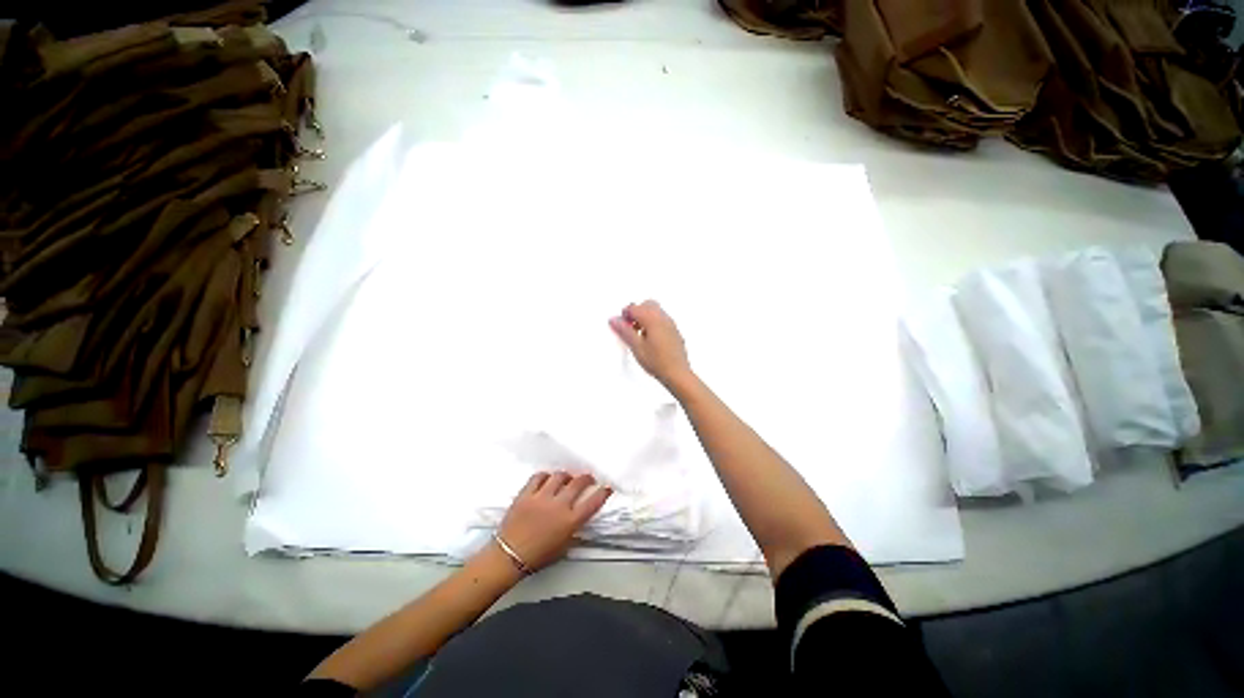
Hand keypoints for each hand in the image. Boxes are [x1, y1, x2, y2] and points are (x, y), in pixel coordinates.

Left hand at [495, 472, 611, 571]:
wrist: (508, 557)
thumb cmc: (538, 557)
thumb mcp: (563, 546)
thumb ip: (574, 529)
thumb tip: (580, 517)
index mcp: (570, 521)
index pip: (593, 502)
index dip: (603, 492)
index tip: (606, 487)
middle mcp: (559, 505)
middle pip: (578, 483)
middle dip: (586, 478)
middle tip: (588, 478)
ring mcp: (542, 497)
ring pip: (559, 476)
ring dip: (566, 476)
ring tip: (566, 479)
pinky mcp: (526, 494)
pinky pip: (539, 477)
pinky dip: (545, 476)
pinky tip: (547, 479)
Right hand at [609, 300, 692, 388]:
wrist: (677, 374)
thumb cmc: (660, 362)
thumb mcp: (636, 347)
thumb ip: (625, 331)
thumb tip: (615, 321)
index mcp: (652, 319)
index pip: (634, 307)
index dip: (624, 315)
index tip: (620, 325)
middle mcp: (663, 318)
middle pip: (646, 304)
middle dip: (635, 312)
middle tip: (628, 326)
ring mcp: (671, 324)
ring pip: (655, 311)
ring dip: (645, 317)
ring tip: (638, 334)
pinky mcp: (674, 332)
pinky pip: (662, 320)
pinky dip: (653, 323)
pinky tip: (649, 339)